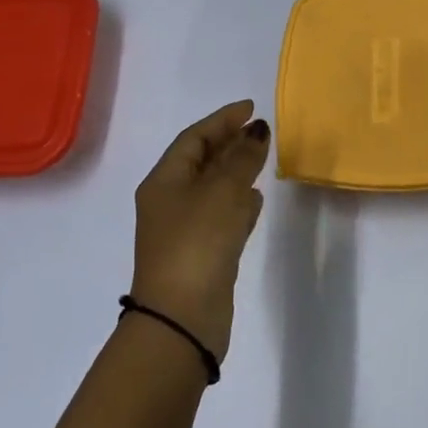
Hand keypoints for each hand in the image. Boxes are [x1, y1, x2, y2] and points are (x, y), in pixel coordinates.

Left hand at [129, 101, 270, 364]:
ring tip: (262, 159)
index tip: (251, 107)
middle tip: (260, 131)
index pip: (194, 138)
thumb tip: (257, 130)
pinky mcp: (201, 254)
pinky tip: (256, 200)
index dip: (222, 120)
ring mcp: (184, 230)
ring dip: (235, 172)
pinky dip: (238, 202)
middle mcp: (170, 201)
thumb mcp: (222, 192)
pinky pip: (221, 215)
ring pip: (212, 188)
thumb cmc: (197, 243)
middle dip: (229, 143)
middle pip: (201, 161)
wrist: (181, 320)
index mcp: (164, 181)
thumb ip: (243, 159)